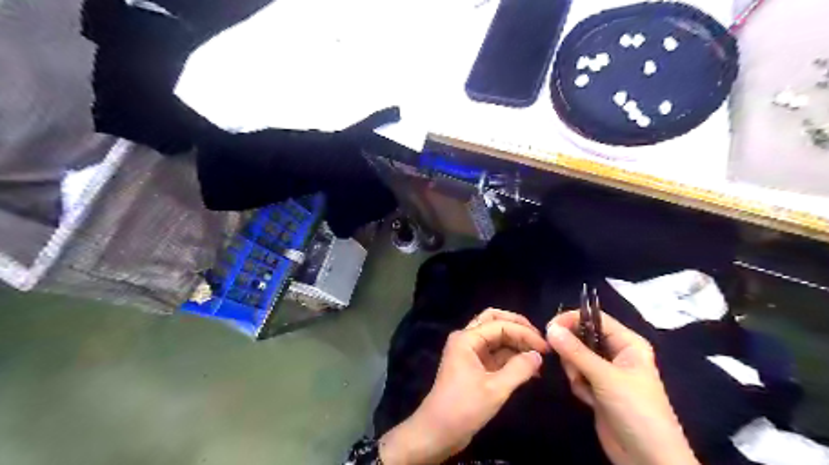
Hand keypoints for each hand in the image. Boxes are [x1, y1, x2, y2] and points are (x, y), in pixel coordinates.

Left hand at [381, 309, 547, 464]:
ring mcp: (469, 352)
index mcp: (467, 338)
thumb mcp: (495, 389)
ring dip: (515, 343)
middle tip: (540, 340)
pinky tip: (528, 368)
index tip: (546, 347)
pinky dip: (510, 357)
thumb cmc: (464, 407)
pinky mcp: (472, 366)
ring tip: (538, 356)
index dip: (524, 333)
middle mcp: (466, 339)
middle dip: (518, 327)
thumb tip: (538, 356)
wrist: (437, 432)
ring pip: (495, 337)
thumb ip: (519, 369)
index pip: (500, 324)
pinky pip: (494, 353)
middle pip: (494, 321)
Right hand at [549, 311, 698, 464]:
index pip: (594, 318)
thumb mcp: (606, 377)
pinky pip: (577, 374)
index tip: (549, 329)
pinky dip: (578, 385)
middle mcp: (616, 353)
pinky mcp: (597, 388)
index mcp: (627, 343)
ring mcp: (606, 371)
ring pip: (576, 356)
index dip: (571, 320)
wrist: (648, 459)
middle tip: (572, 366)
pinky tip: (588, 400)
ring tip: (584, 387)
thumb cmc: (636, 410)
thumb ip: (576, 351)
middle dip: (572, 351)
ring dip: (575, 371)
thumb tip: (550, 328)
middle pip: (582, 337)